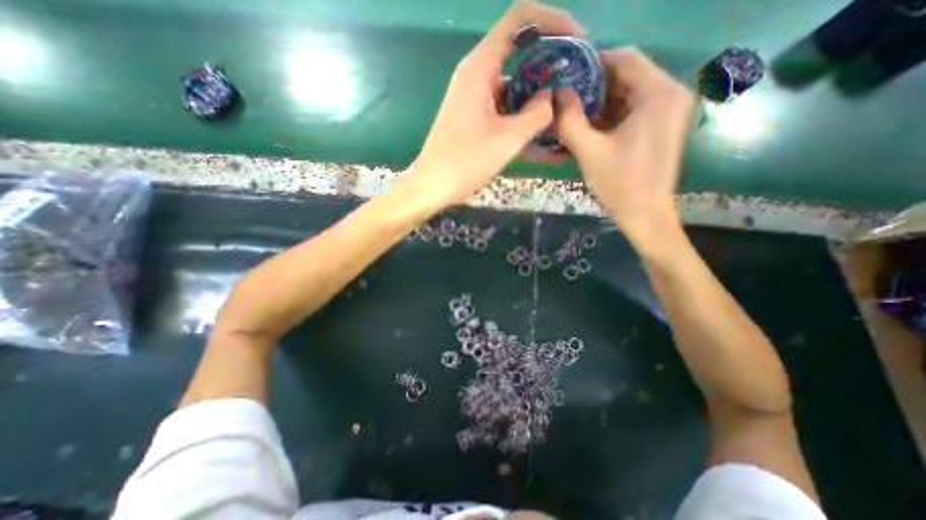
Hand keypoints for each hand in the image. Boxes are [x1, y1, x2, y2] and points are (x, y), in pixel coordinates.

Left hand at [411, 1, 585, 204]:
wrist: (432, 185)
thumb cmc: (465, 162)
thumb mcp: (508, 139)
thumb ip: (537, 113)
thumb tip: (551, 96)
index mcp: (479, 68)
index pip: (519, 19)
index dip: (552, 20)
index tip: (577, 41)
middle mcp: (475, 74)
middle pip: (517, 50)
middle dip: (548, 61)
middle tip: (572, 82)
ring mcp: (472, 95)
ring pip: (511, 82)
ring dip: (535, 93)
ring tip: (559, 111)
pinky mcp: (472, 113)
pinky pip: (501, 103)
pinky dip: (520, 111)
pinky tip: (536, 129)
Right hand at [549, 47, 694, 237]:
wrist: (645, 215)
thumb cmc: (620, 184)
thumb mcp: (589, 152)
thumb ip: (570, 120)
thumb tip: (555, 94)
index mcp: (658, 94)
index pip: (624, 58)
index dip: (592, 63)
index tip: (565, 77)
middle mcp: (669, 94)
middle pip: (626, 75)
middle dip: (592, 86)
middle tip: (563, 98)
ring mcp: (666, 111)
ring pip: (626, 93)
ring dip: (598, 102)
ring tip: (570, 114)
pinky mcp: (659, 126)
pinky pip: (631, 110)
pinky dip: (609, 116)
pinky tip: (587, 127)